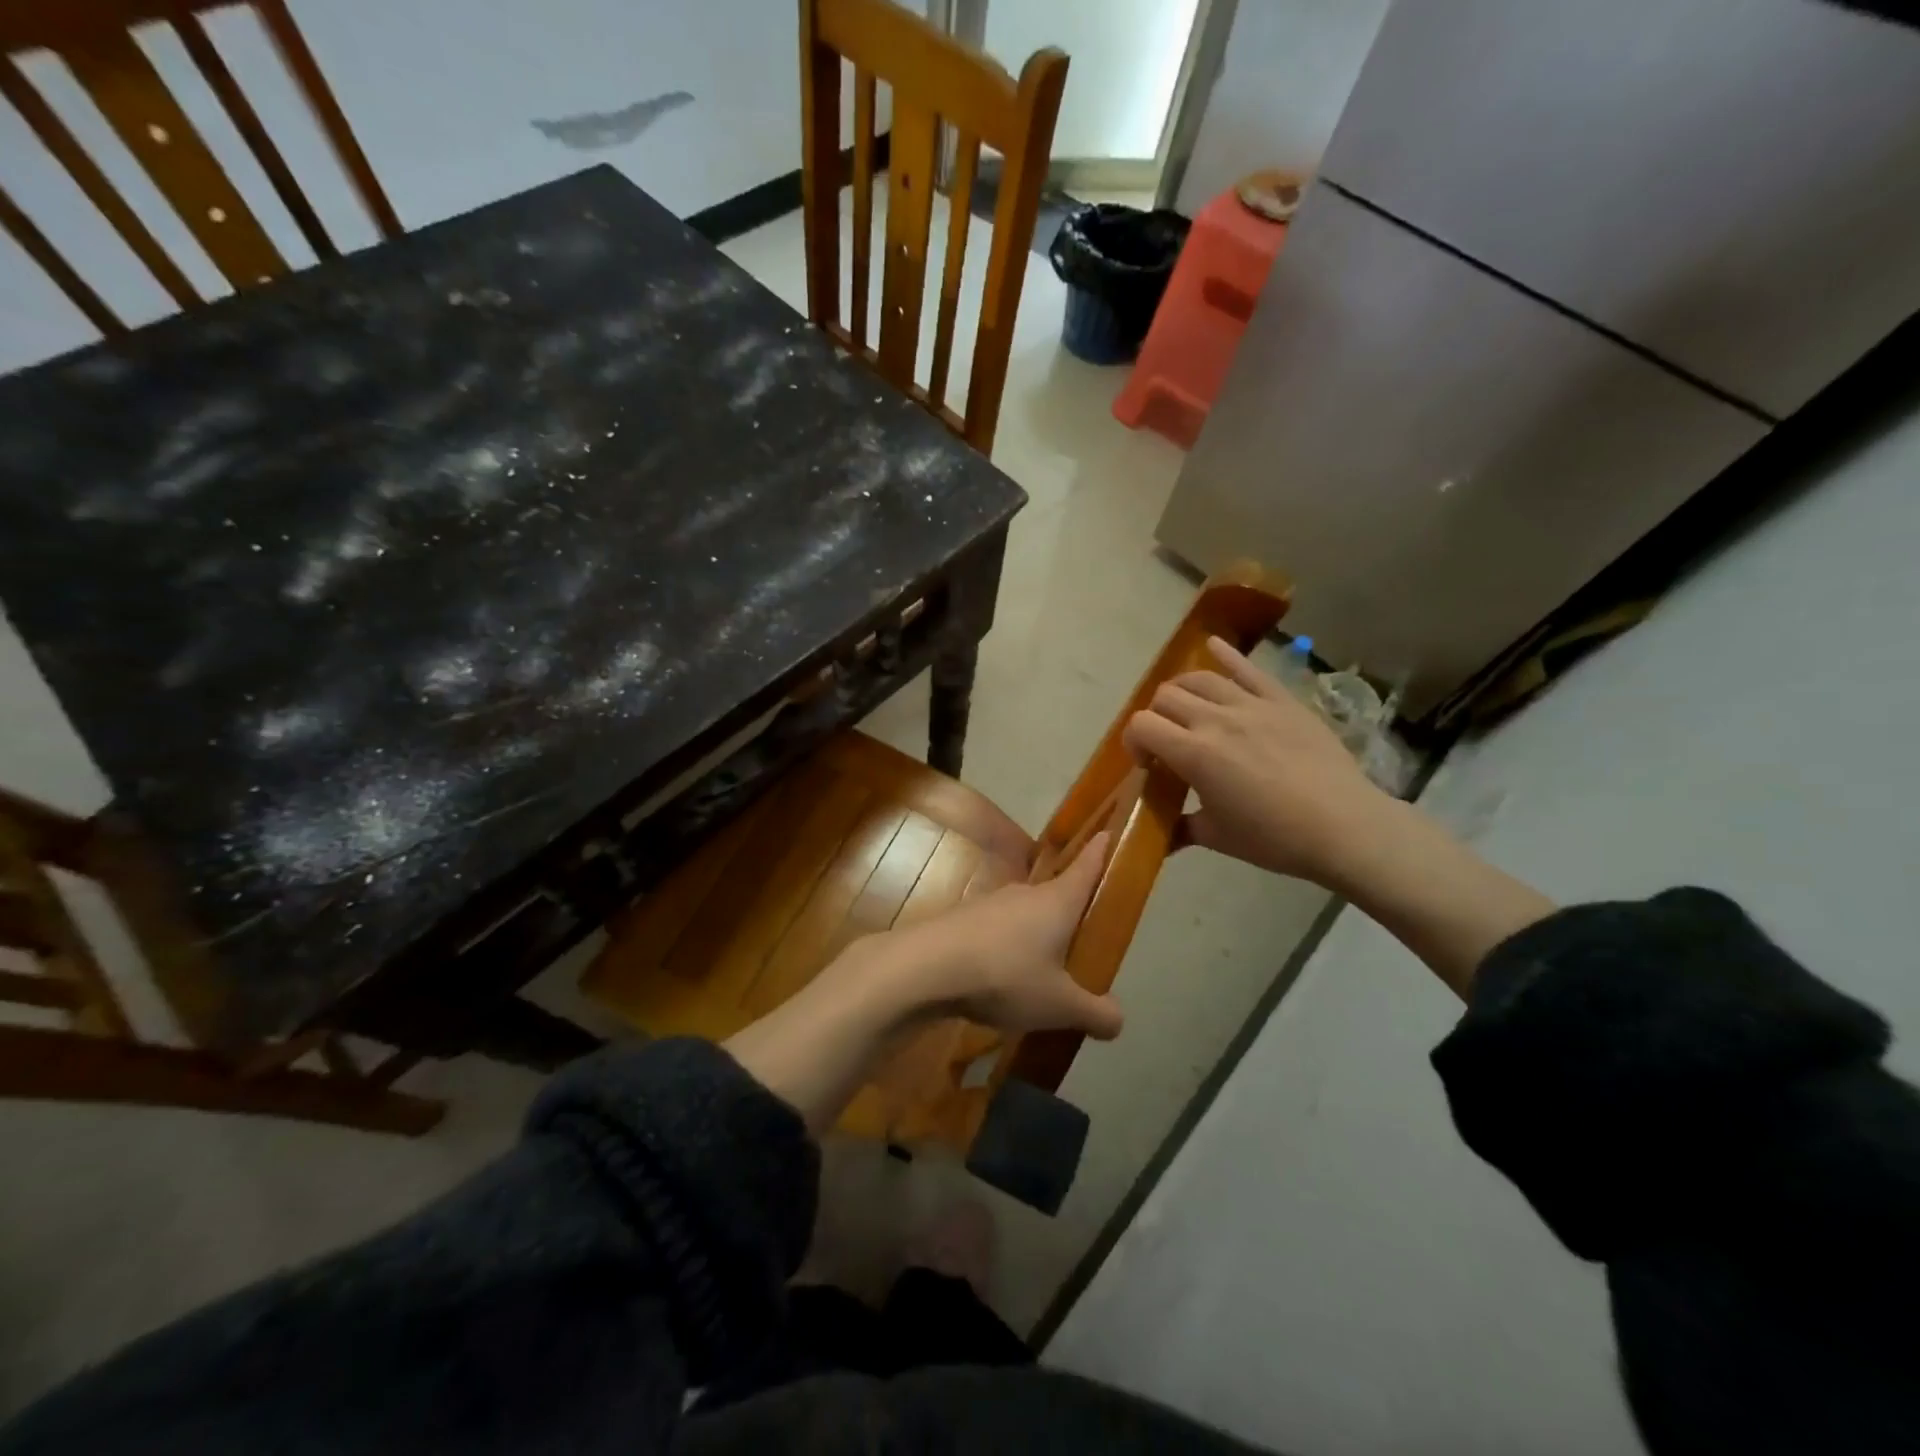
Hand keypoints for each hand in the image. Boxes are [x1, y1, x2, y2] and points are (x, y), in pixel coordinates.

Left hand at [879, 833, 1123, 1040]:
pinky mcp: (962, 919)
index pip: (1087, 866)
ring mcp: (990, 903)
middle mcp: (1025, 893)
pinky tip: (1001, 980)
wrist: (926, 967)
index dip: (1101, 851)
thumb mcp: (1060, 1005)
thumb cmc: (1006, 975)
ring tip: (1041, 973)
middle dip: (1070, 913)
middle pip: (1056, 895)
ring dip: (1035, 936)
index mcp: (1057, 901)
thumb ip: (1095, 1013)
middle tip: (1082, 941)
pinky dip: (1006, 949)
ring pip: (1024, 916)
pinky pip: (997, 932)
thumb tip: (1118, 1019)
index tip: (1108, 833)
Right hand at [1121, 636, 1390, 886]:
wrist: (1344, 827)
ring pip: (1199, 678)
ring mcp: (1251, 705)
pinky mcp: (1282, 700)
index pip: (1141, 726)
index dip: (1133, 742)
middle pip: (1165, 697)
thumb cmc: (1275, 839)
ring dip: (1182, 691)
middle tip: (1168, 742)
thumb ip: (1181, 828)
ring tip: (1187, 709)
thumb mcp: (1218, 837)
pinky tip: (1212, 644)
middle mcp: (1216, 720)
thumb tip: (1159, 840)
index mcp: (1194, 754)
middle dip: (1156, 718)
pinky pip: (1249, 668)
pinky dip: (1226, 654)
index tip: (1146, 765)